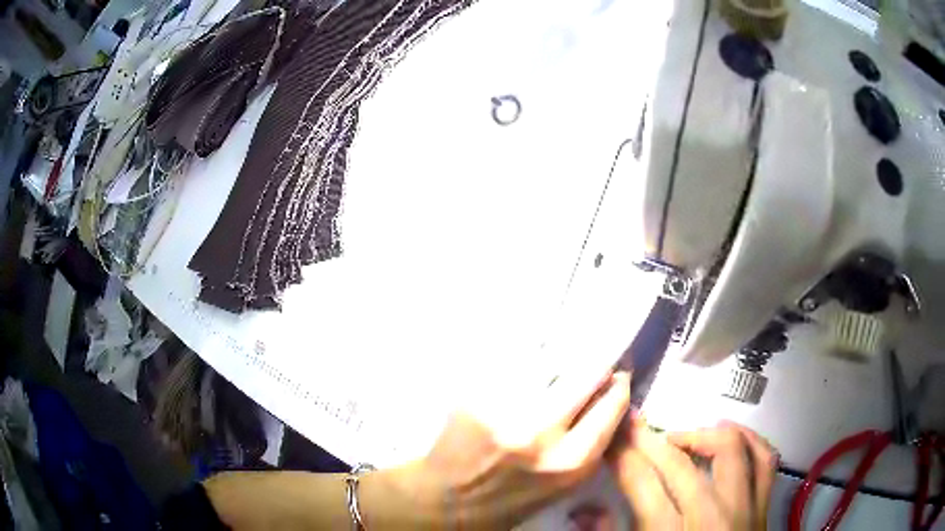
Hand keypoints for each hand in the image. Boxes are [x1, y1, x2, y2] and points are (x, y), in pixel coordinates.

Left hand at [374, 371, 630, 529]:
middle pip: (588, 371)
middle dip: (595, 361)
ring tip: (552, 362)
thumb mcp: (563, 482)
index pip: (612, 402)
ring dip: (557, 357)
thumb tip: (610, 391)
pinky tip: (520, 366)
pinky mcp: (474, 396)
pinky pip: (513, 362)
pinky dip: (523, 359)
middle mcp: (540, 433)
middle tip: (592, 357)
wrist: (447, 500)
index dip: (617, 382)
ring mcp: (504, 410)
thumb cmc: (510, 497)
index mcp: (570, 462)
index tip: (617, 370)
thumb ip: (589, 441)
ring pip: (549, 358)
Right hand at [610, 419, 777, 530]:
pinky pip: (765, 460)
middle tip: (634, 426)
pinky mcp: (764, 507)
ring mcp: (744, 509)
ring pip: (731, 450)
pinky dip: (751, 440)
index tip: (613, 435)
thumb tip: (584, 508)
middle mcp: (711, 518)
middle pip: (680, 464)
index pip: (644, 484)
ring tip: (680, 438)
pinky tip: (733, 436)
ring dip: (702, 435)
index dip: (624, 454)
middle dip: (650, 440)